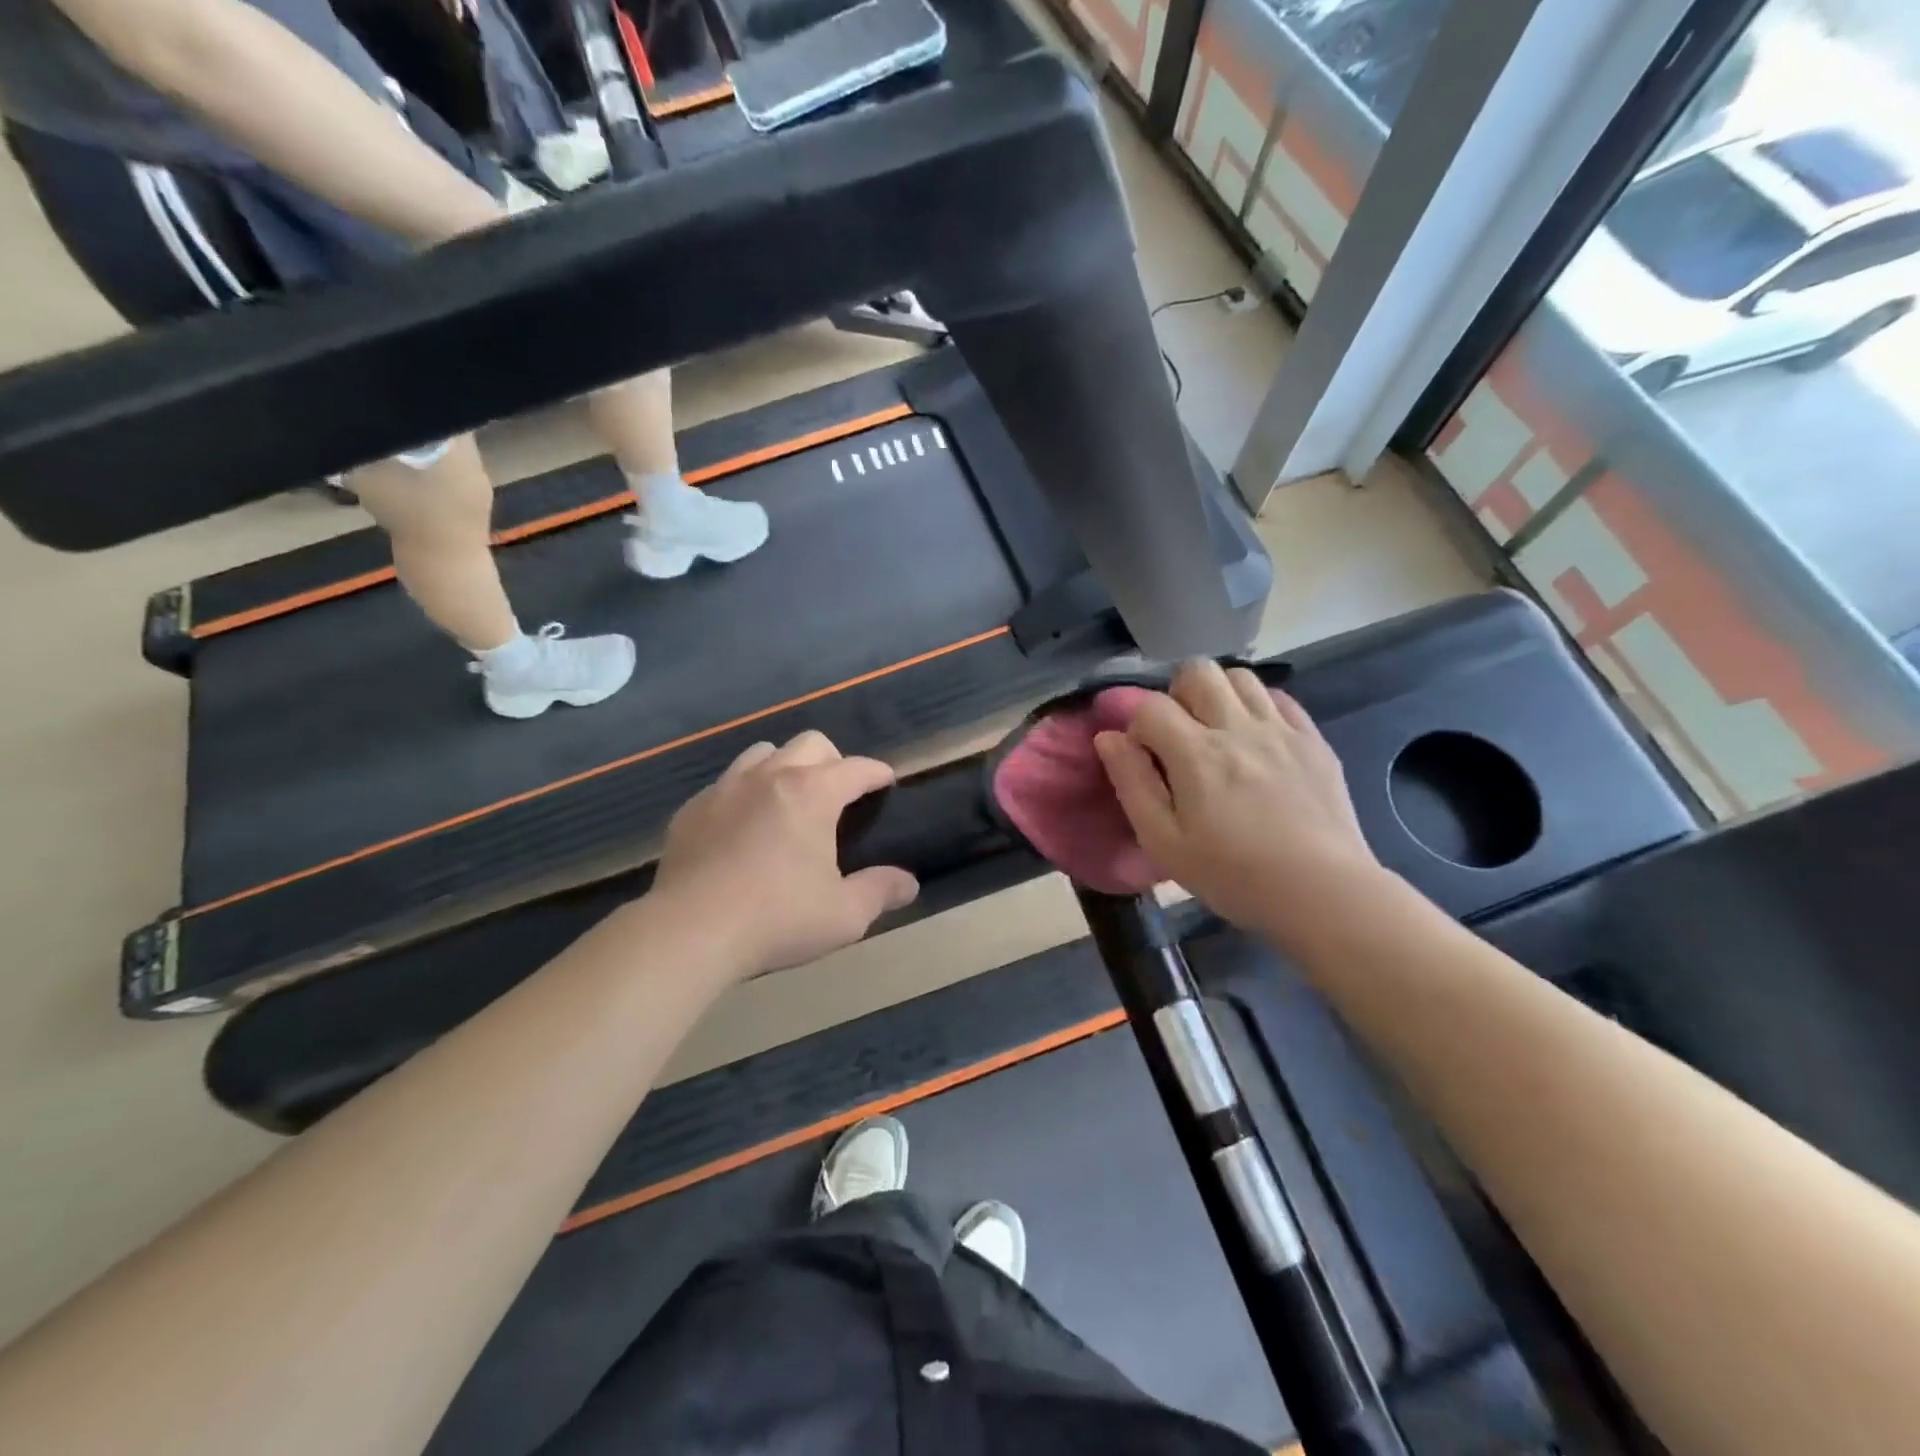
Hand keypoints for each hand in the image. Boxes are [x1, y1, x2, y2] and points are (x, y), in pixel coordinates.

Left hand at [652, 731, 918, 976]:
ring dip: (785, 766)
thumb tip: (909, 883)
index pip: (856, 768)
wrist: (689, 933)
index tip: (886, 781)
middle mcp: (770, 776)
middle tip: (838, 793)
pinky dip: (744, 792)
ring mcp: (725, 788)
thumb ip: (881, 891)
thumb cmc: (777, 919)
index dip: (877, 772)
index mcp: (812, 793)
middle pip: (810, 744)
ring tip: (789, 799)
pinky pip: (725, 783)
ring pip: (762, 753)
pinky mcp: (692, 809)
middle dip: (833, 760)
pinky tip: (743, 826)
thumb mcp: (844, 914)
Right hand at [1094, 661, 1384, 947]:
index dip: (1137, 725)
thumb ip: (1132, 784)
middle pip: (1198, 671)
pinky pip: (1279, 698)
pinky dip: (1258, 706)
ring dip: (1218, 694)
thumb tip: (1108, 737)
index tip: (1143, 756)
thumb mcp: (1164, 842)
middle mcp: (1237, 728)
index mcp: (1196, 754)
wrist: (1323, 893)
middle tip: (1179, 734)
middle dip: (1177, 694)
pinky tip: (1255, 738)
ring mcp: (1281, 730)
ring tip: (1217, 731)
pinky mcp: (1313, 740)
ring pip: (1240, 676)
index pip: (1151, 706)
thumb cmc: (1233, 875)